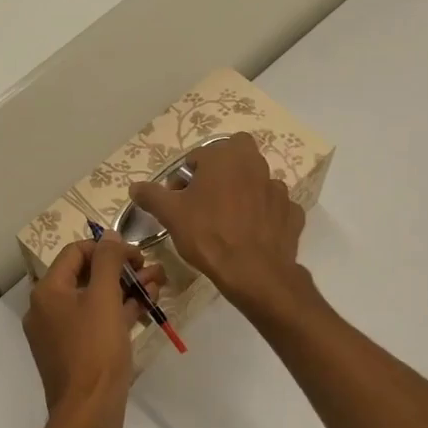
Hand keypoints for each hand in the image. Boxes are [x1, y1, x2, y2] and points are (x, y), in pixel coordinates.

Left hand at [22, 237, 164, 427]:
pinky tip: (146, 308)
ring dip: (126, 289)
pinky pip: (96, 322)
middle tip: (153, 270)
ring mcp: (60, 332)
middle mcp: (48, 308)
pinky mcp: (75, 352)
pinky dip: (119, 312)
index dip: (108, 248)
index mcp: (47, 291)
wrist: (88, 413)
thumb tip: (110, 235)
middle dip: (122, 270)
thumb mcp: (104, 298)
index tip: (137, 256)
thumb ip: (108, 261)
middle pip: (87, 275)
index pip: (76, 252)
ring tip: (158, 286)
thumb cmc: (95, 350)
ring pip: (95, 299)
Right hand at [128, 132, 306, 315]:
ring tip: (229, 219)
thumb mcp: (171, 215)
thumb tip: (135, 187)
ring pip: (257, 181)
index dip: (184, 177)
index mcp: (225, 157)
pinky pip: (274, 207)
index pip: (198, 156)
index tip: (177, 200)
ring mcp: (278, 189)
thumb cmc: (208, 235)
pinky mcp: (292, 212)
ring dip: (244, 191)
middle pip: (236, 155)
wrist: (254, 272)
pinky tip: (252, 232)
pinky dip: (264, 214)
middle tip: (206, 197)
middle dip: (221, 169)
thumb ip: (151, 196)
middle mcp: (255, 165)